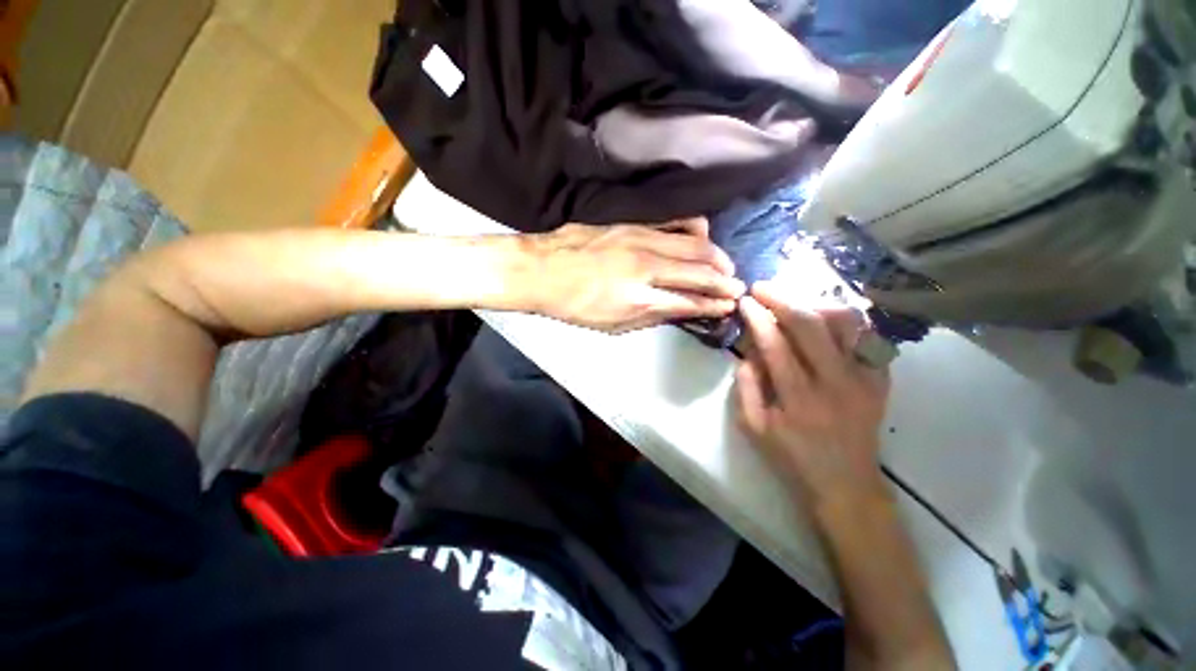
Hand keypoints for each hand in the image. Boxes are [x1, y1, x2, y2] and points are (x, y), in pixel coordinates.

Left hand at [528, 219, 744, 332]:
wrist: (542, 271)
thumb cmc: (574, 306)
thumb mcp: (612, 325)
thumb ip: (650, 317)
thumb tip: (680, 311)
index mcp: (640, 299)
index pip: (690, 301)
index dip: (714, 304)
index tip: (730, 306)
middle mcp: (647, 267)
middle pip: (698, 271)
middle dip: (723, 280)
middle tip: (737, 286)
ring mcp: (641, 239)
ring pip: (693, 243)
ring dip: (715, 255)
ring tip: (725, 265)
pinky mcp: (633, 223)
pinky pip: (674, 221)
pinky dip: (694, 228)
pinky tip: (703, 234)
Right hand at [734, 281, 890, 506]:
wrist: (847, 482)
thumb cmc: (792, 456)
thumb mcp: (754, 427)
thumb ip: (746, 387)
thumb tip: (746, 352)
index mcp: (798, 398)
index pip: (775, 344)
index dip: (758, 317)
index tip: (746, 301)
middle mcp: (835, 382)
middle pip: (810, 325)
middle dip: (782, 298)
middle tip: (763, 288)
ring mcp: (865, 378)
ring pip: (846, 323)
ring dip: (815, 304)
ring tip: (795, 302)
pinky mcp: (881, 378)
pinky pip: (868, 335)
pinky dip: (846, 319)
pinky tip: (826, 317)